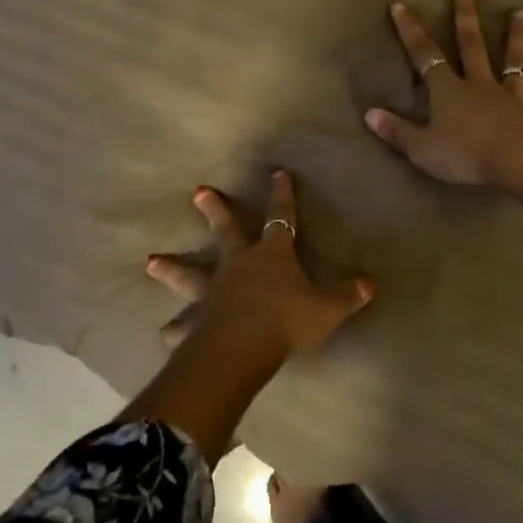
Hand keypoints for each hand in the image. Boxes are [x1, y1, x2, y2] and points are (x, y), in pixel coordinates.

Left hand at [145, 170, 374, 362]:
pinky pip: (183, 326)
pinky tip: (163, 334)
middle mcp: (239, 266)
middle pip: (226, 233)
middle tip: (199, 192)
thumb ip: (348, 296)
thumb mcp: (326, 309)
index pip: (281, 218)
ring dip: (172, 268)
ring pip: (190, 275)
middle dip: (215, 212)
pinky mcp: (198, 321)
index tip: (277, 173)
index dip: (282, 195)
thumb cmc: (287, 320)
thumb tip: (372, 284)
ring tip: (150, 262)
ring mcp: (214, 292)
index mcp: (272, 256)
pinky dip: (174, 330)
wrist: (243, 349)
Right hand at [363, 0, 522, 191]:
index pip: (425, 56)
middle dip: (466, 18)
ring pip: (516, 64)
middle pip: (473, 46)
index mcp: (450, 92)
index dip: (410, 31)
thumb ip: (397, 131)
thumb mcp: (422, 149)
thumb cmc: (466, 156)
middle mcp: (482, 86)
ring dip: (518, 39)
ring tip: (521, 14)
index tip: (400, 4)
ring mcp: (515, 99)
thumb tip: (369, 114)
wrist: (519, 164)